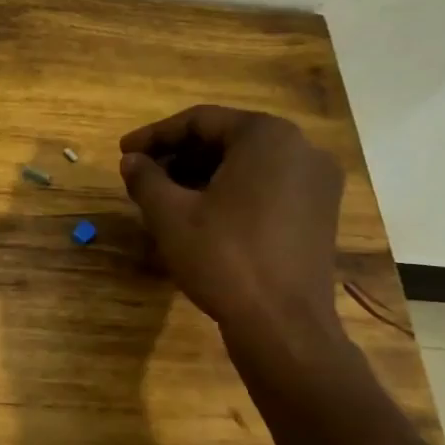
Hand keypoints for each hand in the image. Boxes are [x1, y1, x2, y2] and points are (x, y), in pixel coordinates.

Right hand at [118, 106, 344, 350]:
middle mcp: (300, 148)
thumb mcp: (170, 216)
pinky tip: (202, 215)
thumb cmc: (223, 258)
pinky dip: (231, 192)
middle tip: (143, 176)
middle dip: (179, 156)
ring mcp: (317, 182)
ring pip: (248, 164)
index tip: (124, 153)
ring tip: (166, 198)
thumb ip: (146, 179)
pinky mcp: (320, 212)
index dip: (155, 135)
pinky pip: (268, 187)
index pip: (200, 121)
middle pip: (227, 139)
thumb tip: (131, 161)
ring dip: (203, 174)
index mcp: (266, 137)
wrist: (282, 323)